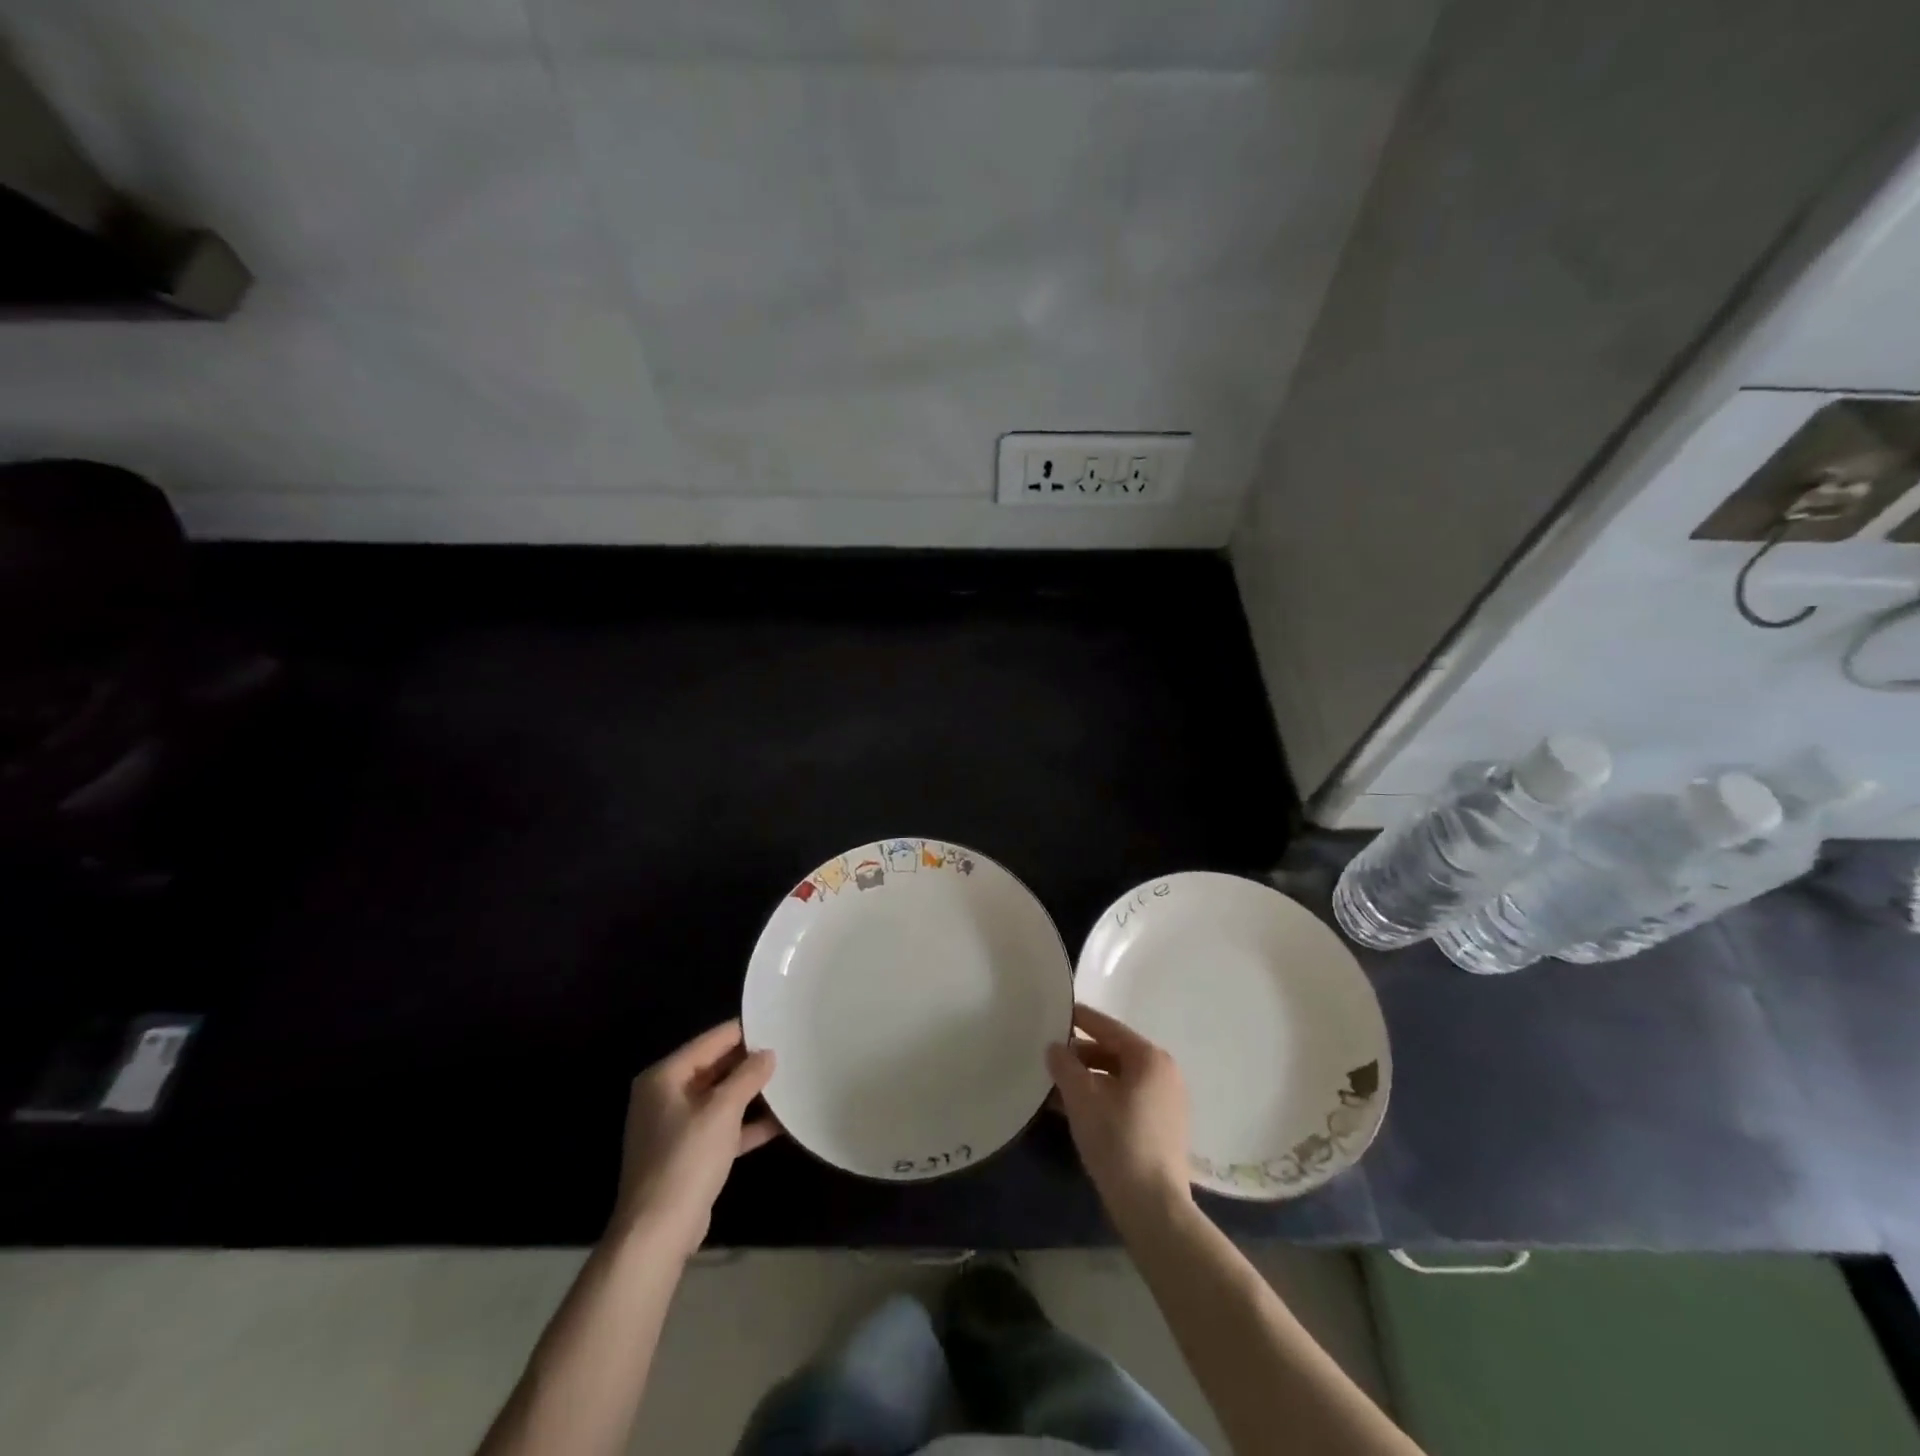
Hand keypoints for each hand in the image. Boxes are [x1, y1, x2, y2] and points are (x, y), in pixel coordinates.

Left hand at [609, 1020, 778, 1257]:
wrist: (657, 1233)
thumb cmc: (686, 1159)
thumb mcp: (723, 1110)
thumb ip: (748, 1076)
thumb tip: (767, 1053)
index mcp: (665, 1076)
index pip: (711, 1041)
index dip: (744, 1032)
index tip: (778, 1024)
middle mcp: (665, 1096)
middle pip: (715, 1068)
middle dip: (750, 1064)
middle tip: (789, 1051)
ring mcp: (675, 1127)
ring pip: (720, 1099)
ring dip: (751, 1095)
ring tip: (789, 1081)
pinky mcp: (688, 1155)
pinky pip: (721, 1128)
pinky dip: (746, 1124)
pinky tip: (780, 1122)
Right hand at [1046, 1003, 1193, 1231]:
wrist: (1154, 1208)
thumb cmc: (1117, 1140)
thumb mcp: (1082, 1098)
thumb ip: (1064, 1065)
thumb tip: (1055, 1047)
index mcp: (1149, 1058)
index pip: (1108, 1028)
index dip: (1081, 1019)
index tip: (1058, 1012)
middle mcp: (1164, 1073)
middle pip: (1115, 1053)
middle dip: (1081, 1055)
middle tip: (1050, 1056)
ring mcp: (1167, 1102)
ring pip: (1119, 1078)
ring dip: (1088, 1079)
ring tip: (1056, 1086)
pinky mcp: (1163, 1128)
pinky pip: (1126, 1099)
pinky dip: (1102, 1098)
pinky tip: (1075, 1109)